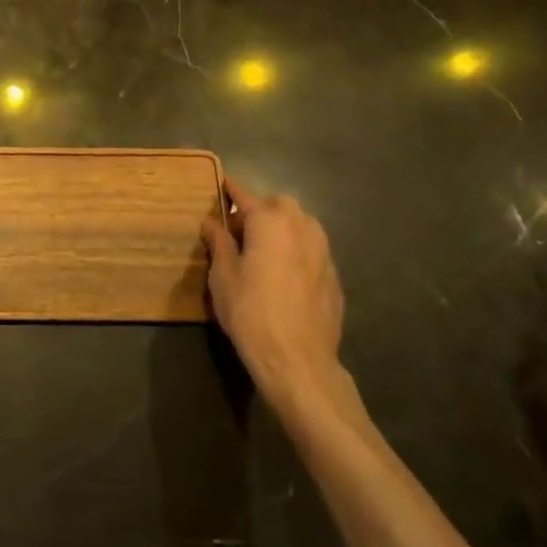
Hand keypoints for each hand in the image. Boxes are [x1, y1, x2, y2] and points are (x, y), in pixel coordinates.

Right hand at [202, 181, 344, 408]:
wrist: (298, 361)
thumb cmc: (251, 313)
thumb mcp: (223, 277)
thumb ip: (219, 244)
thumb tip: (212, 222)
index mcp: (270, 223)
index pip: (246, 196)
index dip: (232, 191)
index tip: (223, 184)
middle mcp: (301, 228)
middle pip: (281, 205)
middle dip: (262, 209)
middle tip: (242, 229)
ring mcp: (323, 252)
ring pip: (303, 224)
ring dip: (284, 226)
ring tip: (266, 248)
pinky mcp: (334, 276)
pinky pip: (314, 249)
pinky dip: (298, 250)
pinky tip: (286, 273)